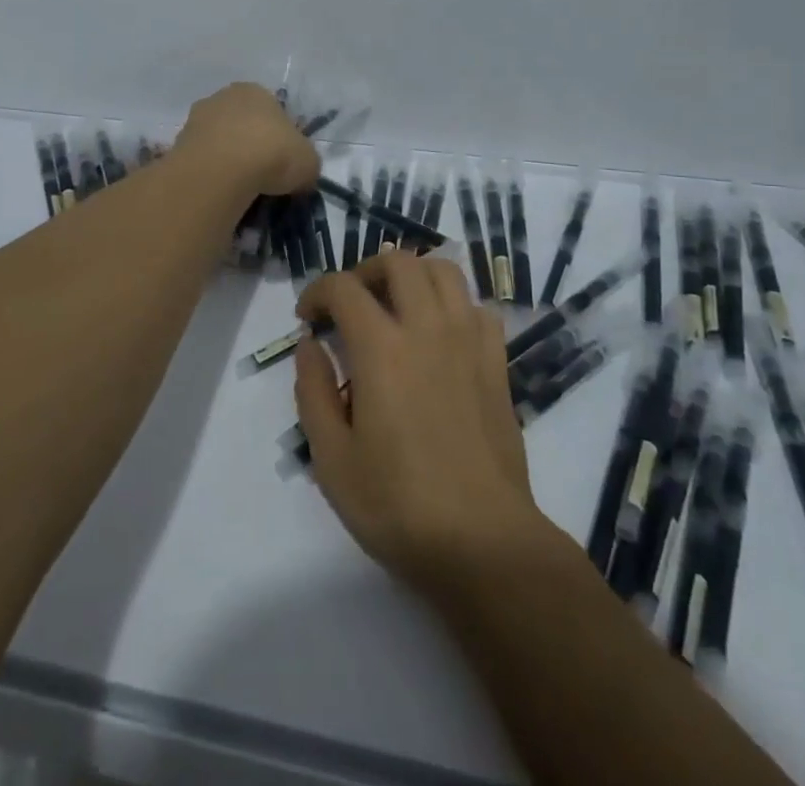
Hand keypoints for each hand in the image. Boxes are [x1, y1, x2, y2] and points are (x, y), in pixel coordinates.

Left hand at [173, 82, 319, 196]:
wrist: (221, 170)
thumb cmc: (272, 153)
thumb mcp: (308, 161)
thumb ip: (306, 163)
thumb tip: (301, 175)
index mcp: (256, 90)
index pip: (273, 111)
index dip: (281, 139)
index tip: (284, 164)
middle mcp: (223, 97)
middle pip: (242, 123)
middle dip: (251, 147)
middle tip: (263, 177)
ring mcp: (196, 119)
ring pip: (219, 141)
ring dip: (228, 160)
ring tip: (241, 190)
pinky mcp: (178, 145)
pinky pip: (202, 161)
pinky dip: (211, 174)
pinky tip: (220, 191)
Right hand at [294, 252, 547, 595]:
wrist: (483, 541)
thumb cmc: (398, 505)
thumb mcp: (331, 458)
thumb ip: (312, 391)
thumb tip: (309, 344)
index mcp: (381, 348)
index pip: (343, 288)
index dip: (317, 292)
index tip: (307, 318)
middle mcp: (427, 328)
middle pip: (398, 262)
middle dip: (365, 271)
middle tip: (350, 304)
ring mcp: (468, 340)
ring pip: (444, 271)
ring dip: (413, 275)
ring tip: (395, 306)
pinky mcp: (497, 362)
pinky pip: (477, 307)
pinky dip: (453, 305)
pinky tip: (440, 335)